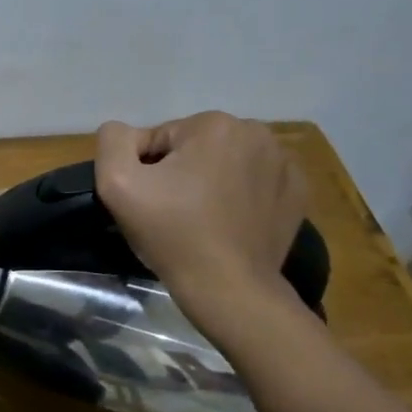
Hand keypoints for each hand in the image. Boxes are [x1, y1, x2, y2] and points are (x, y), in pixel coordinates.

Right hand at [95, 112, 307, 336]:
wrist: (228, 287)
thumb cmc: (172, 233)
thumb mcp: (117, 183)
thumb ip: (114, 141)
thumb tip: (126, 133)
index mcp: (214, 124)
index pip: (161, 138)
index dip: (146, 170)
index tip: (149, 202)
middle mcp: (256, 132)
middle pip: (196, 147)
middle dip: (180, 172)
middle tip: (172, 212)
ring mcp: (284, 163)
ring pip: (226, 163)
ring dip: (210, 182)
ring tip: (202, 220)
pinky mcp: (297, 192)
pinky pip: (256, 182)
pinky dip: (241, 196)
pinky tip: (230, 223)